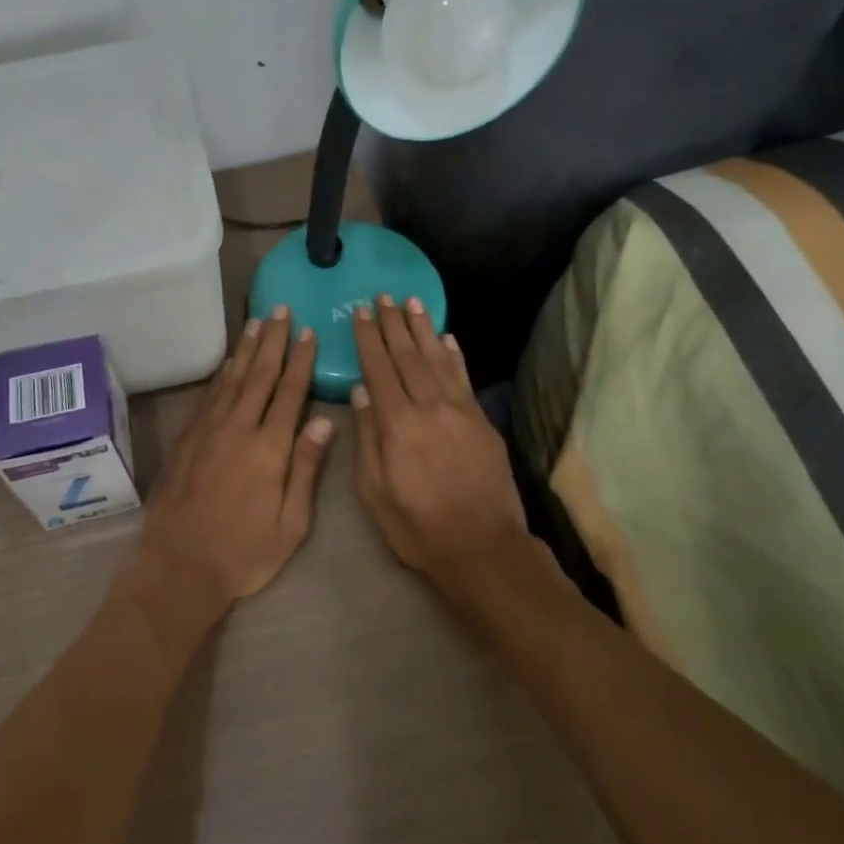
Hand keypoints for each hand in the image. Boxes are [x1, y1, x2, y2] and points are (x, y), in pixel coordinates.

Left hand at [129, 306, 334, 613]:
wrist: (179, 565)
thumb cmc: (244, 553)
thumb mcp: (291, 524)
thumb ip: (306, 469)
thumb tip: (324, 421)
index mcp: (269, 449)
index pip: (289, 392)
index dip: (300, 360)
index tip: (308, 332)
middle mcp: (239, 428)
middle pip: (260, 374)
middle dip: (273, 340)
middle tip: (281, 309)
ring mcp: (209, 429)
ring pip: (233, 377)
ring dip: (247, 347)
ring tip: (258, 321)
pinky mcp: (189, 436)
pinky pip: (211, 393)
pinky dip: (224, 371)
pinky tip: (230, 360)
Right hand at [351, 296, 528, 584]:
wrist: (482, 547)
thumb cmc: (417, 526)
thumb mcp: (375, 491)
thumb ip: (367, 438)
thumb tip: (361, 392)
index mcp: (397, 424)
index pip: (379, 369)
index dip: (369, 338)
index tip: (361, 312)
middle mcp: (428, 407)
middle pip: (407, 356)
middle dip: (393, 324)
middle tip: (383, 296)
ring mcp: (459, 411)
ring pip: (436, 359)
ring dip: (423, 329)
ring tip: (412, 302)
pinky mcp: (481, 420)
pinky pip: (463, 378)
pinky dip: (453, 355)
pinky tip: (446, 338)